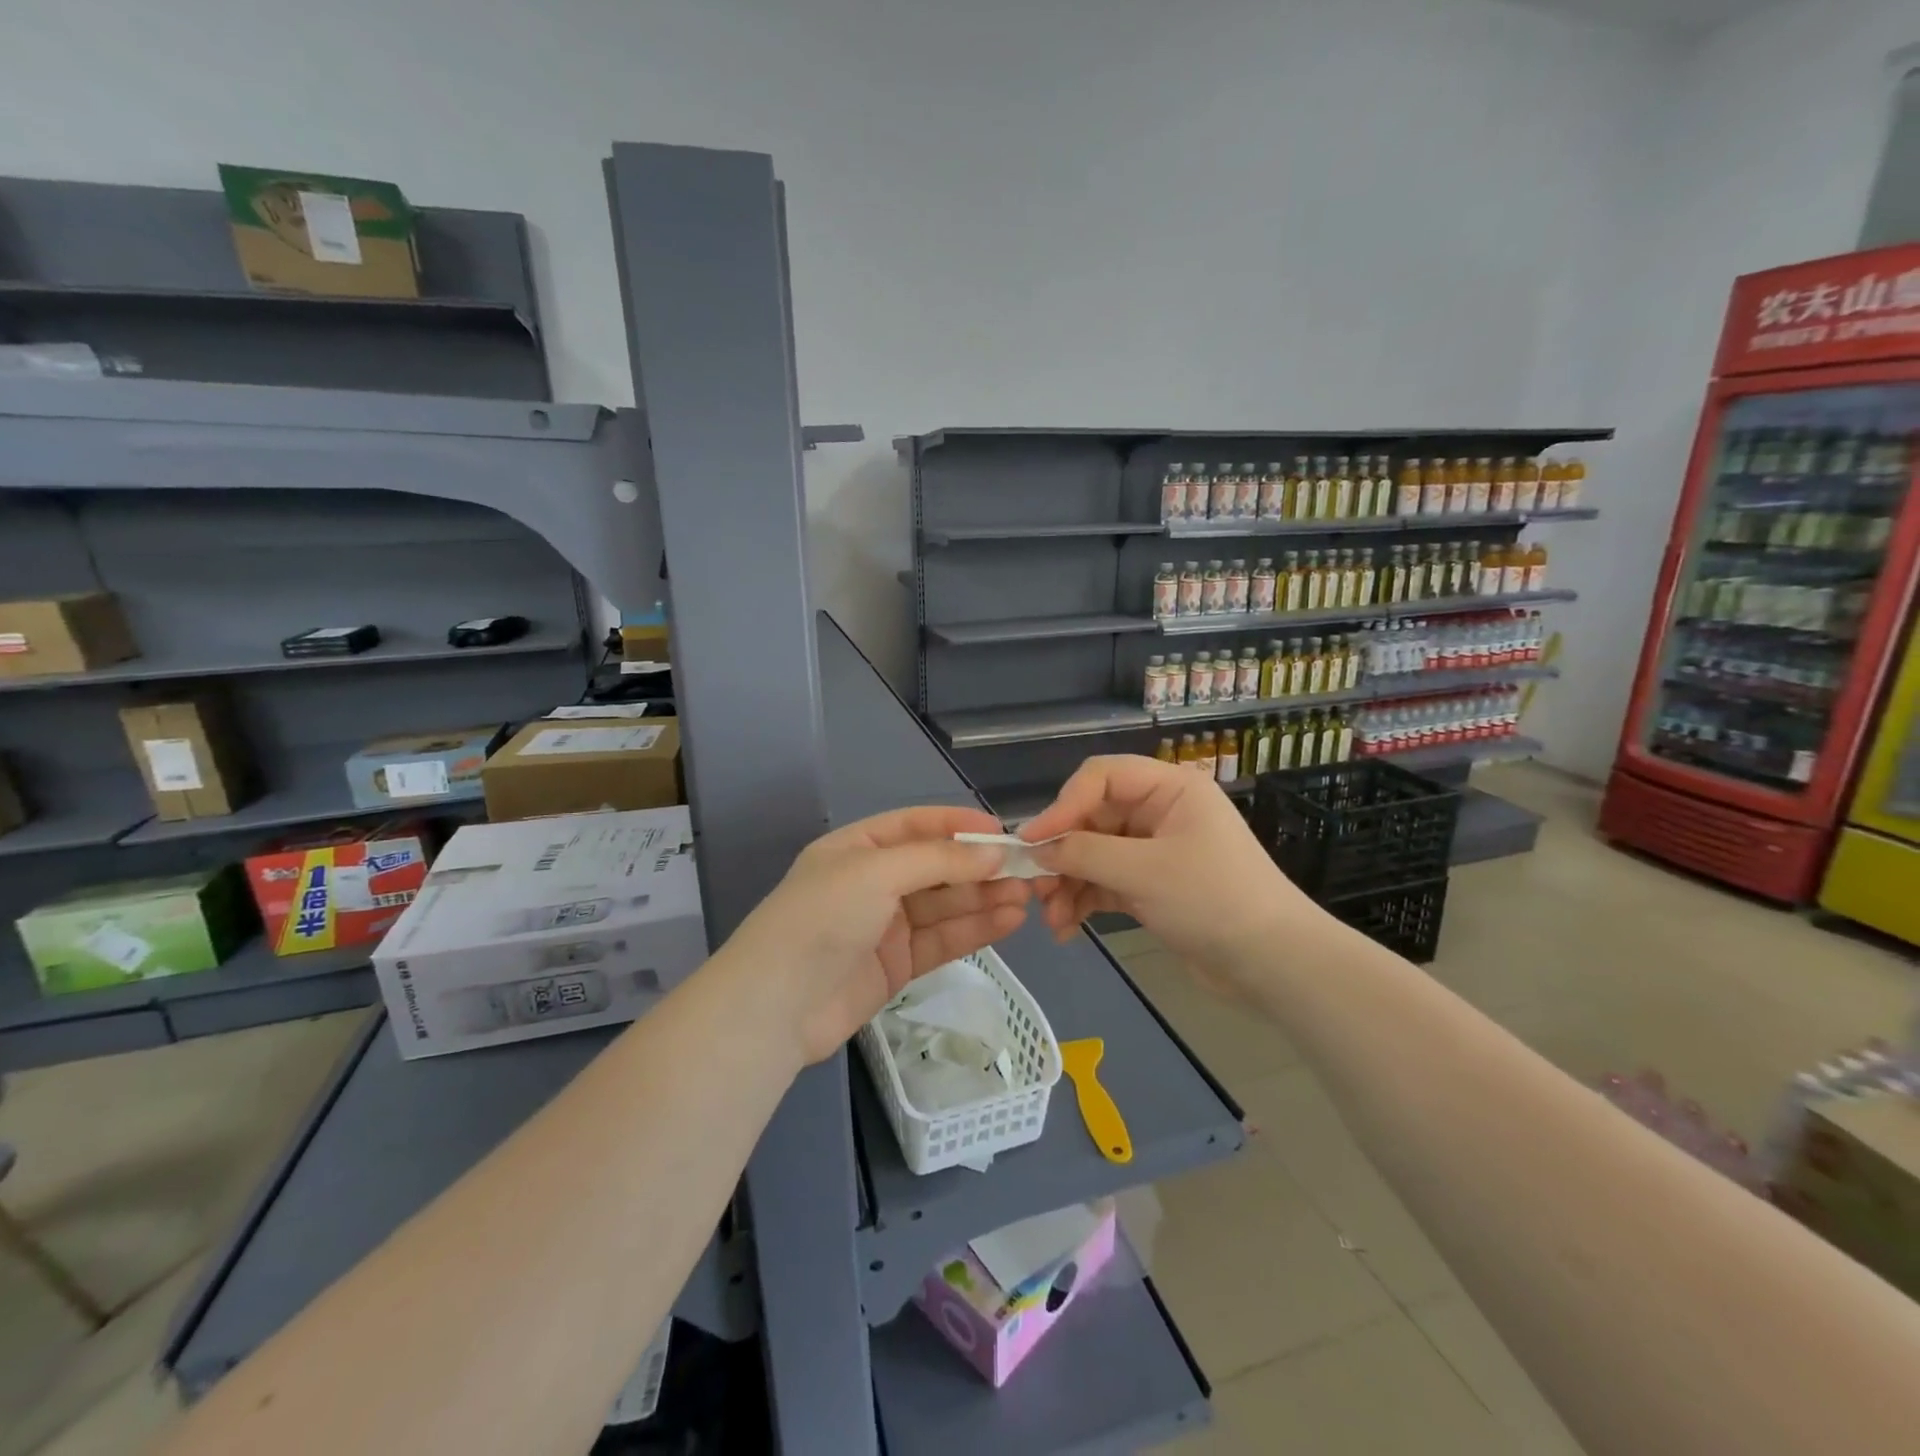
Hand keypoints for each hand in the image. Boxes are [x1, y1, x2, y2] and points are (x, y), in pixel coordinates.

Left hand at [721, 805, 1030, 1064]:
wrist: (777, 1006)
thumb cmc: (822, 918)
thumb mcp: (876, 873)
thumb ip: (937, 861)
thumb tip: (992, 853)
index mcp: (857, 848)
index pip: (916, 826)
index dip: (958, 825)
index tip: (1001, 832)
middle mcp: (872, 882)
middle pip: (936, 868)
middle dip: (978, 868)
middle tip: (1026, 871)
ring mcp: (885, 926)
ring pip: (944, 905)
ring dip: (984, 899)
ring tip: (1026, 897)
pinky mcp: (897, 965)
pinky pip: (942, 940)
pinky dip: (974, 930)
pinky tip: (1008, 921)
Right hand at [1022, 755, 1322, 995]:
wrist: (1272, 963)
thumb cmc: (1213, 900)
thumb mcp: (1144, 872)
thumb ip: (1085, 854)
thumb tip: (1036, 850)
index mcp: (1169, 788)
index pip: (1101, 777)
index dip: (1063, 805)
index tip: (1033, 842)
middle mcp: (1159, 811)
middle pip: (1092, 818)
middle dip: (1062, 854)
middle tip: (1035, 888)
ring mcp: (1154, 849)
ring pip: (1094, 854)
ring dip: (1068, 884)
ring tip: (1051, 919)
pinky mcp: (1151, 885)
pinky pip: (1105, 882)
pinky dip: (1084, 901)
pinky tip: (1066, 929)